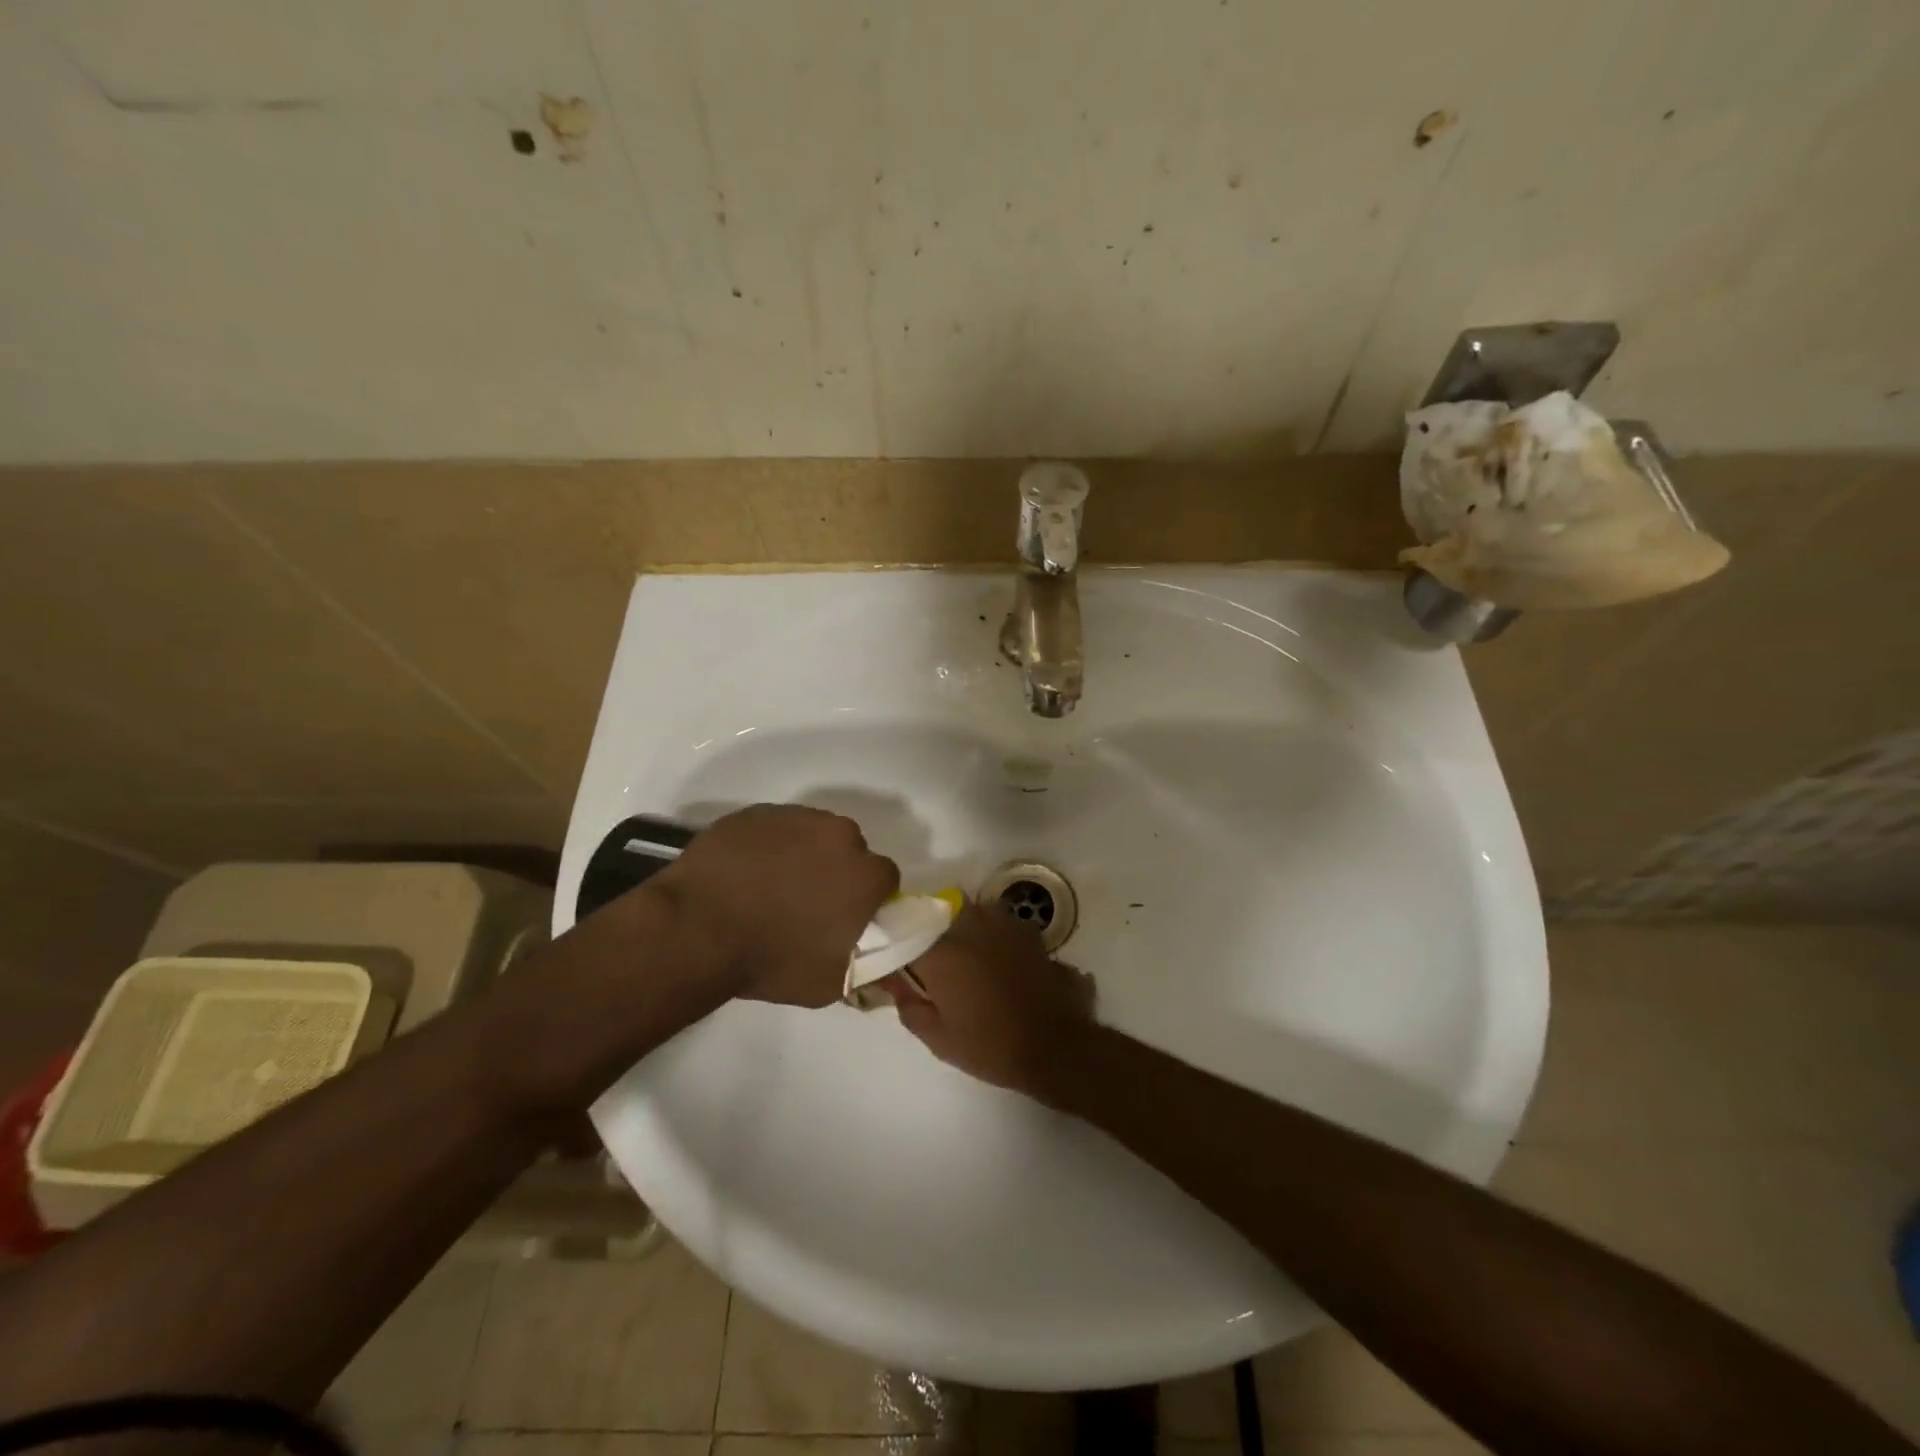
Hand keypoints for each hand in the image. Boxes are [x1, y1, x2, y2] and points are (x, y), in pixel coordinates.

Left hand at [653, 805, 899, 1007]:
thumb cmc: (771, 961)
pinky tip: (746, 873)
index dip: (867, 897)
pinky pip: (775, 827)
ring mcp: (796, 817)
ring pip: (813, 833)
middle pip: (850, 849)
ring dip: (804, 854)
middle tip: (807, 902)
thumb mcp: (830, 983)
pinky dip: (769, 846)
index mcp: (865, 875)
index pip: (884, 878)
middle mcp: (839, 835)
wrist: (696, 930)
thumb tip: (868, 954)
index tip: (846, 916)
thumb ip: (861, 962)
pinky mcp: (757, 812)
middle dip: (836, 870)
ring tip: (771, 886)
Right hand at [885, 900, 1096, 1099]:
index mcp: (940, 952)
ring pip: (969, 915)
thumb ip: (909, 1005)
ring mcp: (1001, 923)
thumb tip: (893, 982)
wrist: (1056, 1047)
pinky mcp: (1026, 929)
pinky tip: (996, 960)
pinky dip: (990, 935)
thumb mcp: (938, 1038)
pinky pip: (996, 922)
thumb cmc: (991, 1046)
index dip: (901, 951)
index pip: (905, 935)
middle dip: (932, 936)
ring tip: (967, 962)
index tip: (900, 967)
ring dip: (962, 931)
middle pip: (937, 918)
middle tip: (935, 967)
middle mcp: (968, 926)